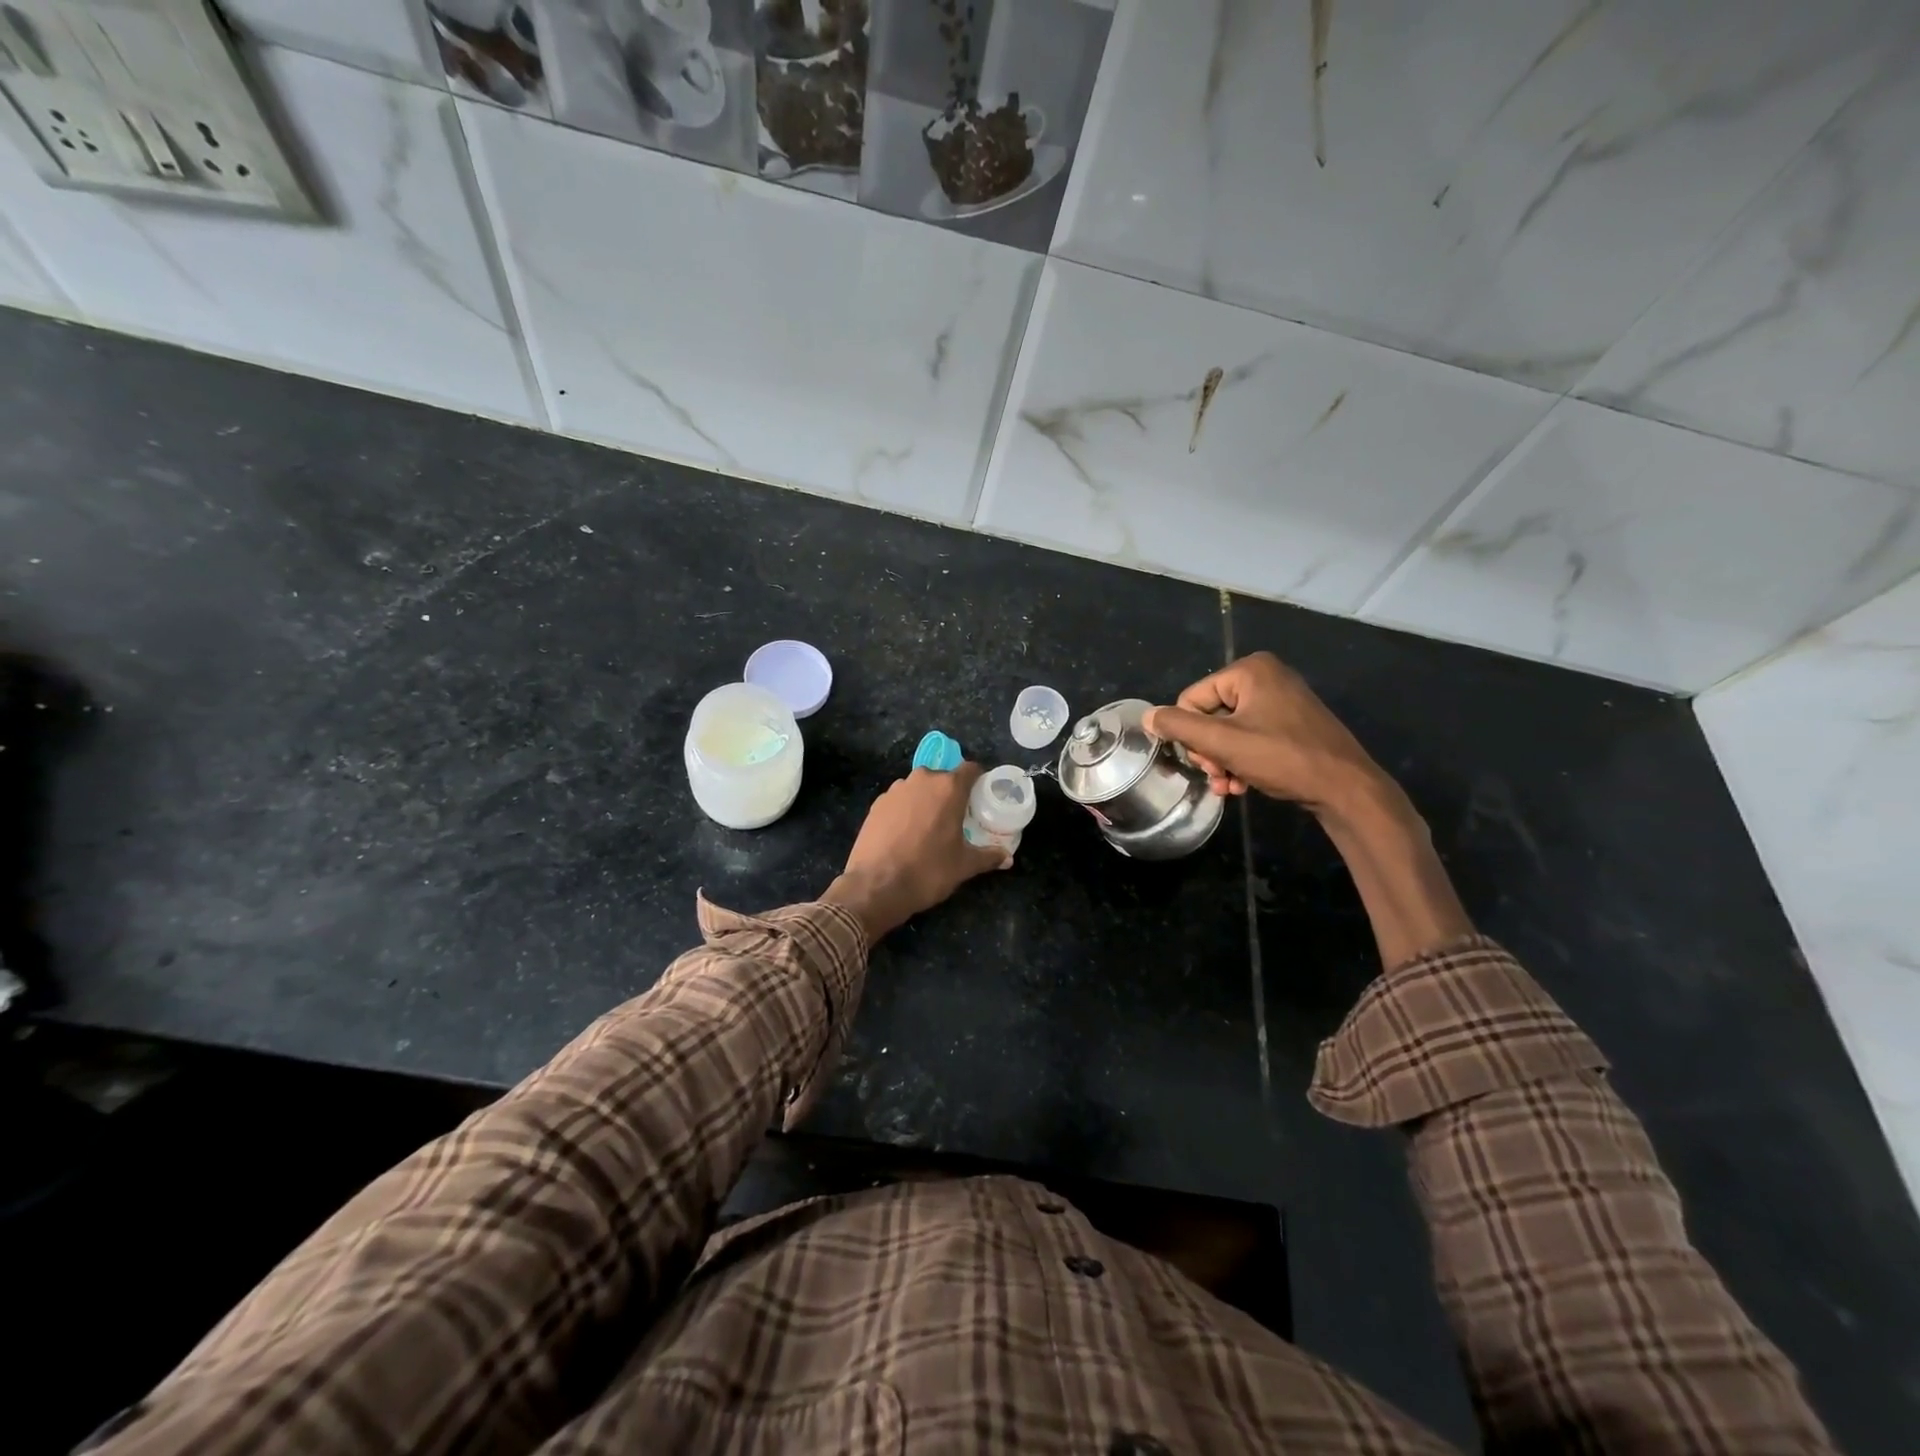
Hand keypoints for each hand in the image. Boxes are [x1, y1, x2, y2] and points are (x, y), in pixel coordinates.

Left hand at [823, 764, 1007, 942]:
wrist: (876, 886)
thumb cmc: (928, 870)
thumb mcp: (964, 866)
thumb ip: (988, 856)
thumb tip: (1008, 858)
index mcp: (948, 788)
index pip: (970, 769)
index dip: (978, 780)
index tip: (981, 797)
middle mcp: (922, 780)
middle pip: (943, 778)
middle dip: (951, 793)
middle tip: (957, 817)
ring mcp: (895, 790)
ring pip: (919, 788)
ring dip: (927, 800)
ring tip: (929, 827)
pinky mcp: (876, 804)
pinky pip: (900, 800)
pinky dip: (906, 810)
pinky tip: (905, 834)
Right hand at [1151, 654, 1471, 966]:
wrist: (1347, 788)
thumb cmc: (1283, 758)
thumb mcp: (1223, 743)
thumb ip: (1179, 727)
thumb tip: (1147, 717)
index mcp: (1249, 670)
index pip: (1192, 698)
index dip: (1191, 734)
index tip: (1207, 763)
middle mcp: (1266, 676)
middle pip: (1210, 715)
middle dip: (1209, 751)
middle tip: (1219, 776)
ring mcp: (1282, 699)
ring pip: (1229, 731)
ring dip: (1222, 761)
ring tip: (1230, 787)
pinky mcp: (1292, 723)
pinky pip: (1251, 737)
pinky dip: (1242, 760)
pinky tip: (1244, 785)